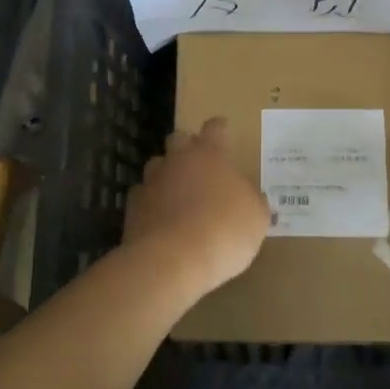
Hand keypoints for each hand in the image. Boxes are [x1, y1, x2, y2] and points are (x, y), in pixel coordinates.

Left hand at [124, 117, 268, 299]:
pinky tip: (160, 219)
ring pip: (157, 166)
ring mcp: (152, 181)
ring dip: (167, 175)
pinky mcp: (133, 207)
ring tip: (179, 194)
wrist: (173, 260)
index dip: (220, 129)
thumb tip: (250, 196)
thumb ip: (253, 200)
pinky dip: (151, 203)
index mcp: (210, 154)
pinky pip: (142, 196)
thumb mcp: (256, 218)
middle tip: (200, 164)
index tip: (224, 131)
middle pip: (178, 139)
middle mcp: (178, 160)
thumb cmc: (225, 231)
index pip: (215, 128)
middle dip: (187, 147)